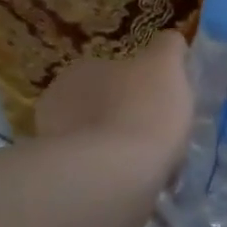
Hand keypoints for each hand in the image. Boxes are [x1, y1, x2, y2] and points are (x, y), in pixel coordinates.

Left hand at [35, 31, 192, 180]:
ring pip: (99, 143)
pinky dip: (116, 179)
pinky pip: (97, 175)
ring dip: (121, 151)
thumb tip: (170, 41)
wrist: (115, 177)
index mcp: (79, 71)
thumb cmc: (143, 111)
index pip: (113, 71)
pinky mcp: (63, 183)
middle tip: (160, 136)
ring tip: (154, 167)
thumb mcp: (165, 65)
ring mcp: (56, 146)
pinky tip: (140, 184)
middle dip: (128, 119)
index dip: (141, 86)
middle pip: (104, 108)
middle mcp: (57, 104)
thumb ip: (168, 47)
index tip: (163, 103)